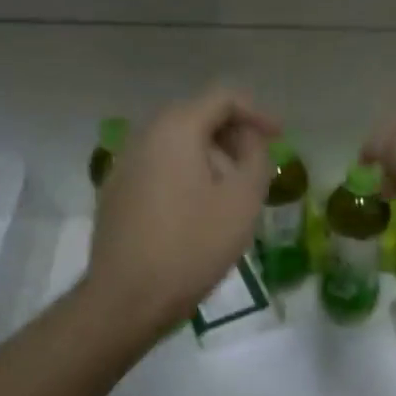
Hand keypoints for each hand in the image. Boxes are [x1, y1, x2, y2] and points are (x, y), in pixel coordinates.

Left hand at [84, 88, 278, 334]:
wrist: (128, 296)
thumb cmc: (193, 246)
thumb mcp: (242, 201)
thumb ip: (256, 158)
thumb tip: (249, 141)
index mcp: (175, 129)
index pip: (222, 98)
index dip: (257, 112)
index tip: (279, 137)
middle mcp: (143, 136)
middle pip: (196, 118)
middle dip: (232, 137)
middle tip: (257, 166)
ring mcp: (124, 165)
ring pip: (176, 146)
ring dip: (210, 159)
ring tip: (232, 194)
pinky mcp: (116, 194)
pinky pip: (159, 169)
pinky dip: (186, 176)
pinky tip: (199, 211)